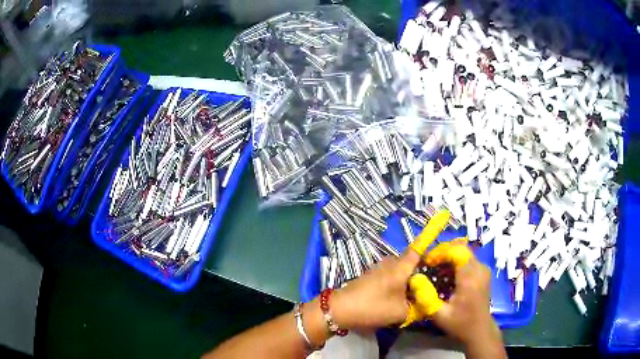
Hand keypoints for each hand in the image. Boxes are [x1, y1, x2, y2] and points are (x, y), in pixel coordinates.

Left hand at [329, 210, 451, 329]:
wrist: (340, 309)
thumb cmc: (374, 307)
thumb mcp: (401, 312)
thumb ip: (417, 307)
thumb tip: (426, 304)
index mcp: (401, 266)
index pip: (419, 248)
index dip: (430, 237)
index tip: (440, 224)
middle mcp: (391, 262)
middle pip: (412, 260)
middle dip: (423, 269)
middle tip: (433, 283)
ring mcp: (379, 268)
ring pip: (401, 269)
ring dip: (410, 278)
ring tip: (418, 293)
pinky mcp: (372, 275)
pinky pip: (392, 275)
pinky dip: (399, 282)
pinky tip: (401, 296)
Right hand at [408, 241, 505, 357]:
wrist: (479, 330)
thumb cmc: (460, 323)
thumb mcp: (439, 314)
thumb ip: (426, 297)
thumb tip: (414, 278)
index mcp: (470, 278)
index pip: (457, 251)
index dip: (440, 252)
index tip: (427, 262)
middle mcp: (479, 269)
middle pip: (461, 248)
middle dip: (443, 252)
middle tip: (429, 264)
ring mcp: (483, 269)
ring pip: (464, 252)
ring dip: (448, 257)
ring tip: (436, 270)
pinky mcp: (483, 272)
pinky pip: (468, 259)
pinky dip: (455, 262)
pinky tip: (447, 275)